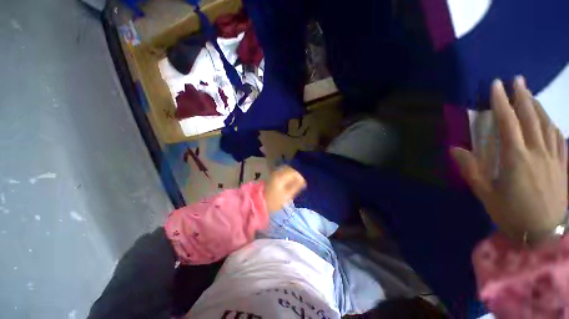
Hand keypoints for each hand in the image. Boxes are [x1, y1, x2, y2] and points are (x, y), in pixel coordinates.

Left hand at [264, 166, 305, 212]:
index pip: (293, 172)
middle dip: (295, 174)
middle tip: (299, 181)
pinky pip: (281, 172)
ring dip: (291, 174)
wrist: (260, 203)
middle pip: (289, 169)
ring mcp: (273, 174)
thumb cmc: (274, 202)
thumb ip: (295, 187)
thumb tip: (302, 181)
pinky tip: (287, 181)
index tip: (303, 183)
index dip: (300, 177)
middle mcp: (276, 173)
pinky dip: (286, 174)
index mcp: (281, 177)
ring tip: (294, 182)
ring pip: (285, 169)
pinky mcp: (271, 176)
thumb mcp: (287, 196)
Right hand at [451, 76, 566, 241]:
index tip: (496, 85)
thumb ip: (471, 169)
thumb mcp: (486, 193)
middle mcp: (538, 152)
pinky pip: (560, 140)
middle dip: (523, 96)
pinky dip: (554, 127)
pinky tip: (550, 123)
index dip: (501, 102)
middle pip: (532, 118)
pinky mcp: (563, 167)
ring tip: (531, 96)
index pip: (508, 122)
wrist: (544, 235)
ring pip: (548, 125)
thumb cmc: (512, 214)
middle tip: (518, 80)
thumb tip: (455, 149)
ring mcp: (554, 159)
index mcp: (517, 158)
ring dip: (539, 107)